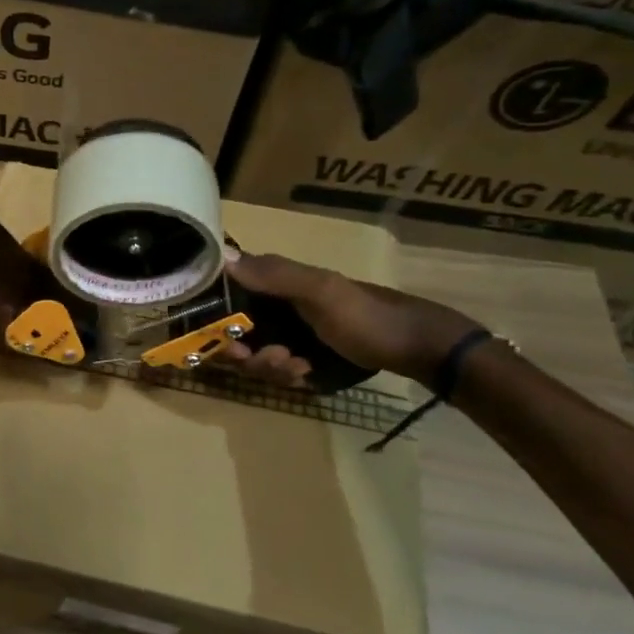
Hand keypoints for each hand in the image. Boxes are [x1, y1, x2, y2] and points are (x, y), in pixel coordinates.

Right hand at [220, 249, 481, 389]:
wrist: (418, 348)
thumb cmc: (368, 315)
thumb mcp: (322, 291)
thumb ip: (275, 275)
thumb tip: (224, 258)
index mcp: (273, 284)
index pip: (225, 299)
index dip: (216, 322)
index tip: (228, 343)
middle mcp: (274, 308)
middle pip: (234, 336)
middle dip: (247, 354)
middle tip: (273, 358)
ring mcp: (288, 334)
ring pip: (255, 357)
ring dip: (269, 367)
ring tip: (298, 367)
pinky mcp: (301, 357)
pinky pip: (276, 370)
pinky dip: (286, 375)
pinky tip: (307, 374)